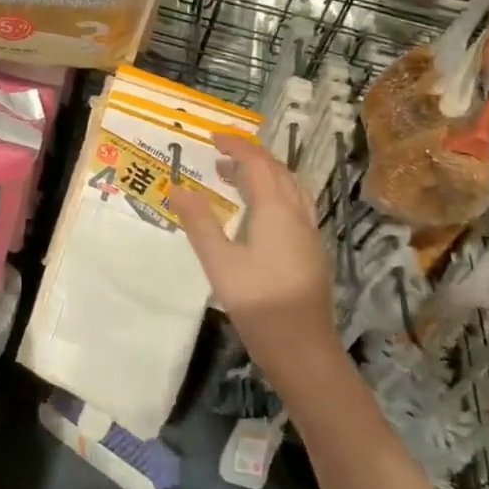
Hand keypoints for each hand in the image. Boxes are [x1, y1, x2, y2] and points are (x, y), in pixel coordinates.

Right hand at [168, 134, 335, 374]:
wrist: (303, 350)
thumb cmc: (258, 303)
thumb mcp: (219, 262)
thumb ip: (199, 222)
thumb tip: (177, 187)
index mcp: (276, 210)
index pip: (257, 164)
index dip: (236, 147)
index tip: (213, 138)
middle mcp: (297, 214)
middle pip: (278, 171)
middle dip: (250, 157)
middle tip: (220, 157)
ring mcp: (309, 234)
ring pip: (290, 188)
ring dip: (264, 175)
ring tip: (235, 179)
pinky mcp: (310, 252)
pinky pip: (294, 206)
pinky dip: (274, 194)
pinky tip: (258, 214)